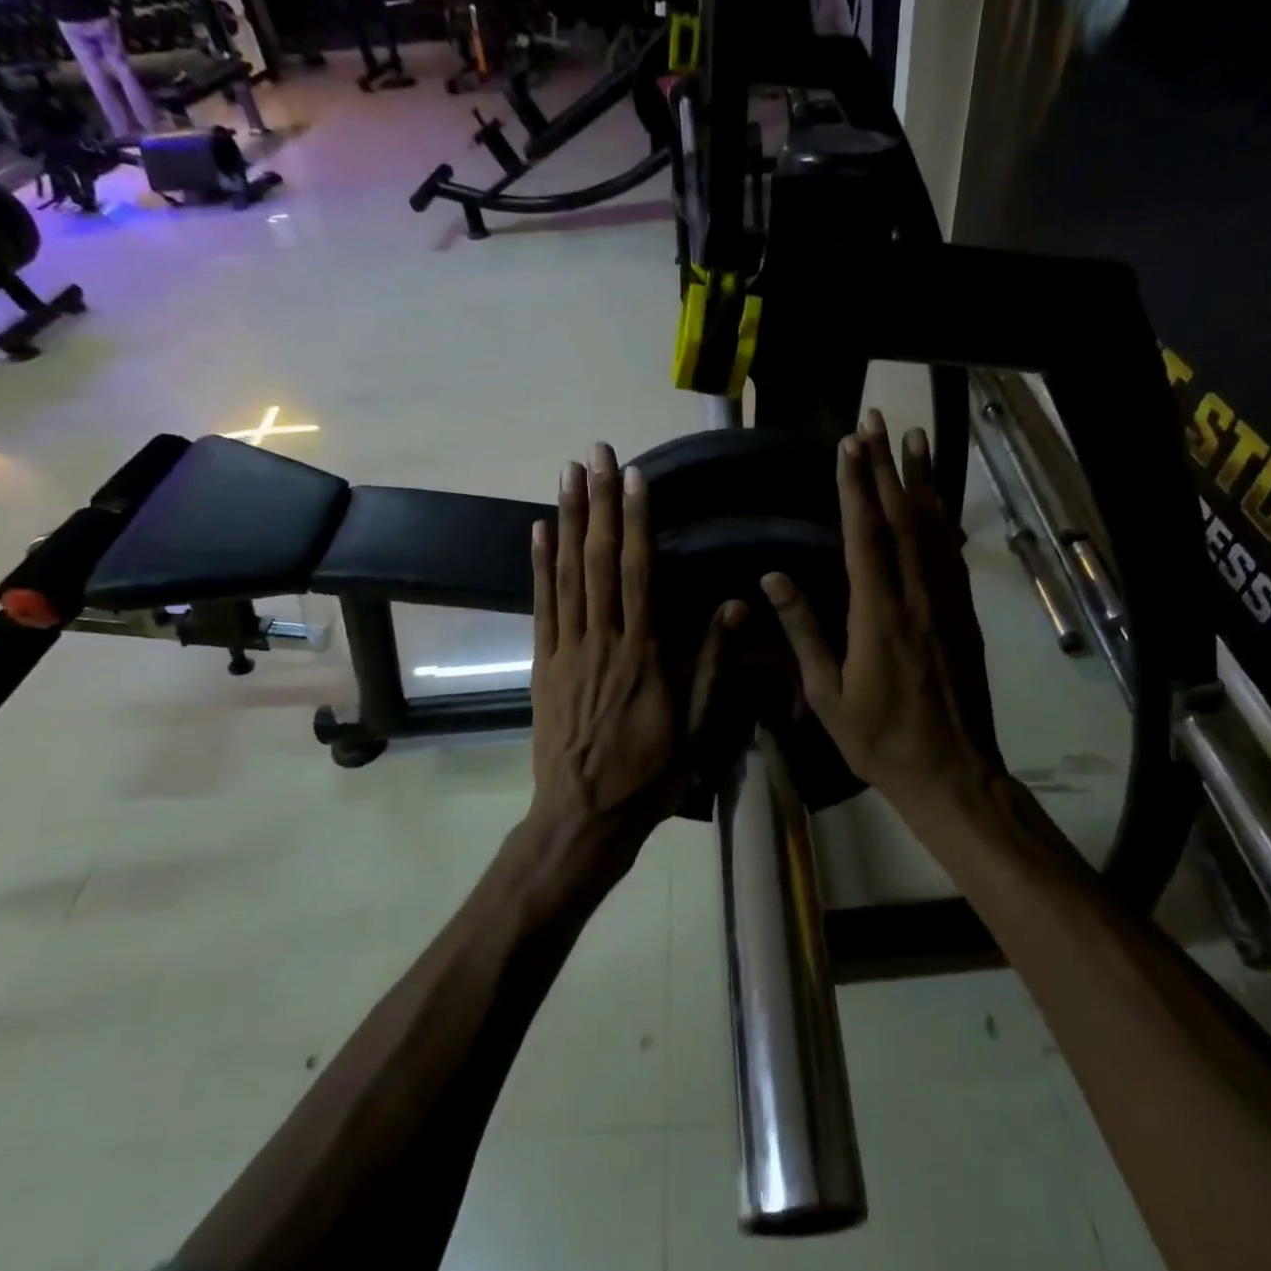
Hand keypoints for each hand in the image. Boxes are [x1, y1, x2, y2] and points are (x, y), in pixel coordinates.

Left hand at [530, 443, 744, 874]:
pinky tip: (538, 530)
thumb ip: (711, 663)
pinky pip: (540, 606)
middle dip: (599, 503)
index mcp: (643, 653)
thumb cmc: (649, 774)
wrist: (583, 816)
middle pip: (599, 561)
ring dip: (568, 521)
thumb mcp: (696, 727)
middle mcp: (602, 640)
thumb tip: (732, 605)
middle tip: (595, 454)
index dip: (636, 522)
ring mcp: (566, 650)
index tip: (633, 478)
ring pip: (566, 574)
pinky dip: (538, 566)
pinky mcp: (542, 664)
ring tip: (567, 475)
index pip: (639, 573)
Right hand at [762, 411, 1003, 816]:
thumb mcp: (826, 694)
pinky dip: (943, 518)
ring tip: (915, 438)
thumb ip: (803, 631)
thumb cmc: (880, 739)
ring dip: (922, 480)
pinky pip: (951, 554)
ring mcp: (946, 603)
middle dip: (886, 466)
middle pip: (902, 518)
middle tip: (877, 420)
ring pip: (933, 528)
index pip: (865, 535)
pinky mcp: (963, 614)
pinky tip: (938, 500)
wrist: (953, 772)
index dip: (856, 486)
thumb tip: (773, 577)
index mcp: (879, 614)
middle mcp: (917, 596)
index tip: (848, 444)